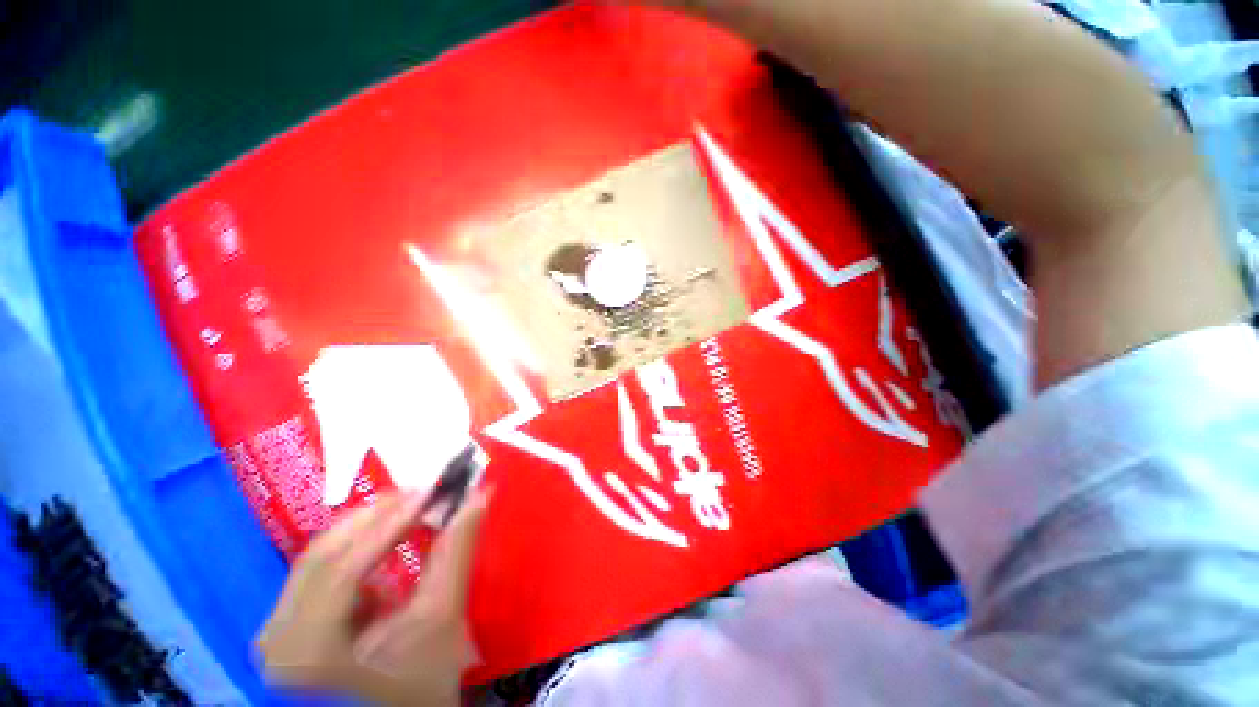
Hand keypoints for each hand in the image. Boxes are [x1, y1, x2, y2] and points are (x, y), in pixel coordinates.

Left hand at [255, 490, 488, 705]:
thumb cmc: (420, 684)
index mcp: (308, 651)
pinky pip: (319, 573)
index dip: (391, 522)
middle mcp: (276, 639)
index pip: (344, 569)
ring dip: (368, 530)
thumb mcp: (441, 619)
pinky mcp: (286, 628)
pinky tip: (385, 544)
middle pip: (323, 557)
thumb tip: (478, 495)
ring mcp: (275, 634)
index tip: (431, 489)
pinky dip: (356, 551)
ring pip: (320, 560)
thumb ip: (455, 552)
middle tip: (423, 492)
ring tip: (411, 510)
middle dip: (377, 518)